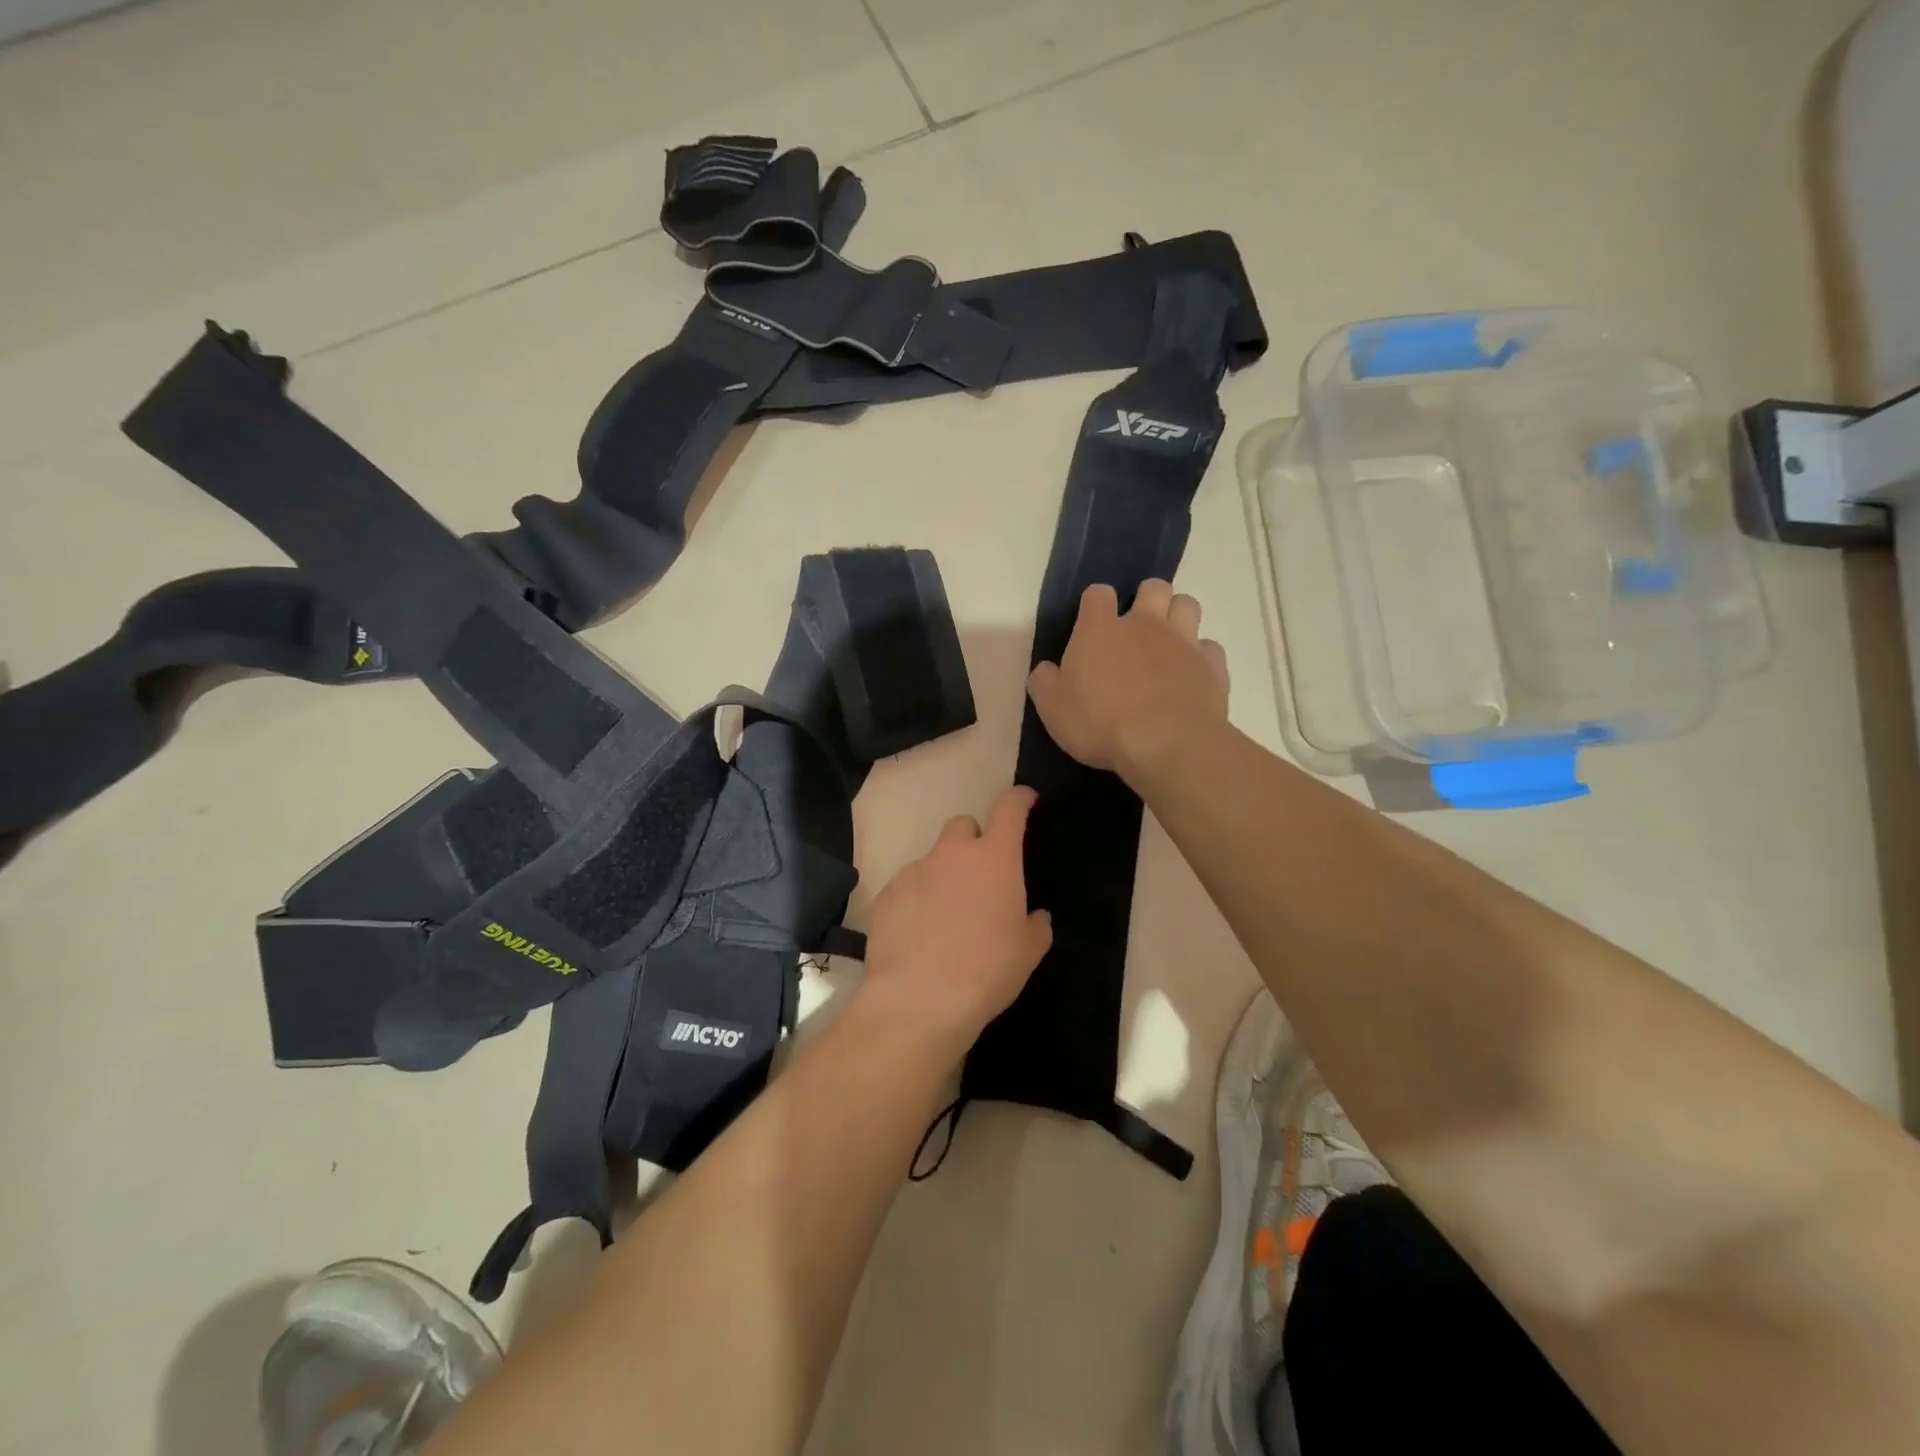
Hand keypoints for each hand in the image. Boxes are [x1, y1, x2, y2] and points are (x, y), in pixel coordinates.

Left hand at [860, 786, 1052, 1053]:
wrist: (919, 1000)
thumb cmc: (987, 971)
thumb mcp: (1028, 952)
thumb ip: (1035, 925)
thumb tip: (1034, 916)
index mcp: (994, 858)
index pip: (1009, 808)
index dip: (1019, 799)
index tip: (1025, 800)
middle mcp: (952, 854)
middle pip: (963, 827)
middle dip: (973, 842)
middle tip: (980, 877)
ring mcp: (914, 872)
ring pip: (932, 860)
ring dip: (942, 877)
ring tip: (945, 918)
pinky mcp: (885, 896)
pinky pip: (906, 887)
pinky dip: (915, 901)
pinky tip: (918, 935)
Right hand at [1026, 580, 1229, 779]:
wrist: (1166, 745)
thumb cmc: (1100, 724)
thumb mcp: (1053, 710)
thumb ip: (1045, 683)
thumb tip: (1046, 670)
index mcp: (1100, 629)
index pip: (1097, 594)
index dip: (1095, 604)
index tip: (1092, 624)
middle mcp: (1145, 624)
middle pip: (1154, 587)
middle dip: (1147, 599)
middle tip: (1137, 628)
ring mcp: (1183, 642)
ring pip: (1187, 605)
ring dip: (1178, 616)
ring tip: (1168, 643)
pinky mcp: (1212, 666)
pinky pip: (1209, 647)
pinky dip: (1200, 656)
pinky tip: (1191, 675)